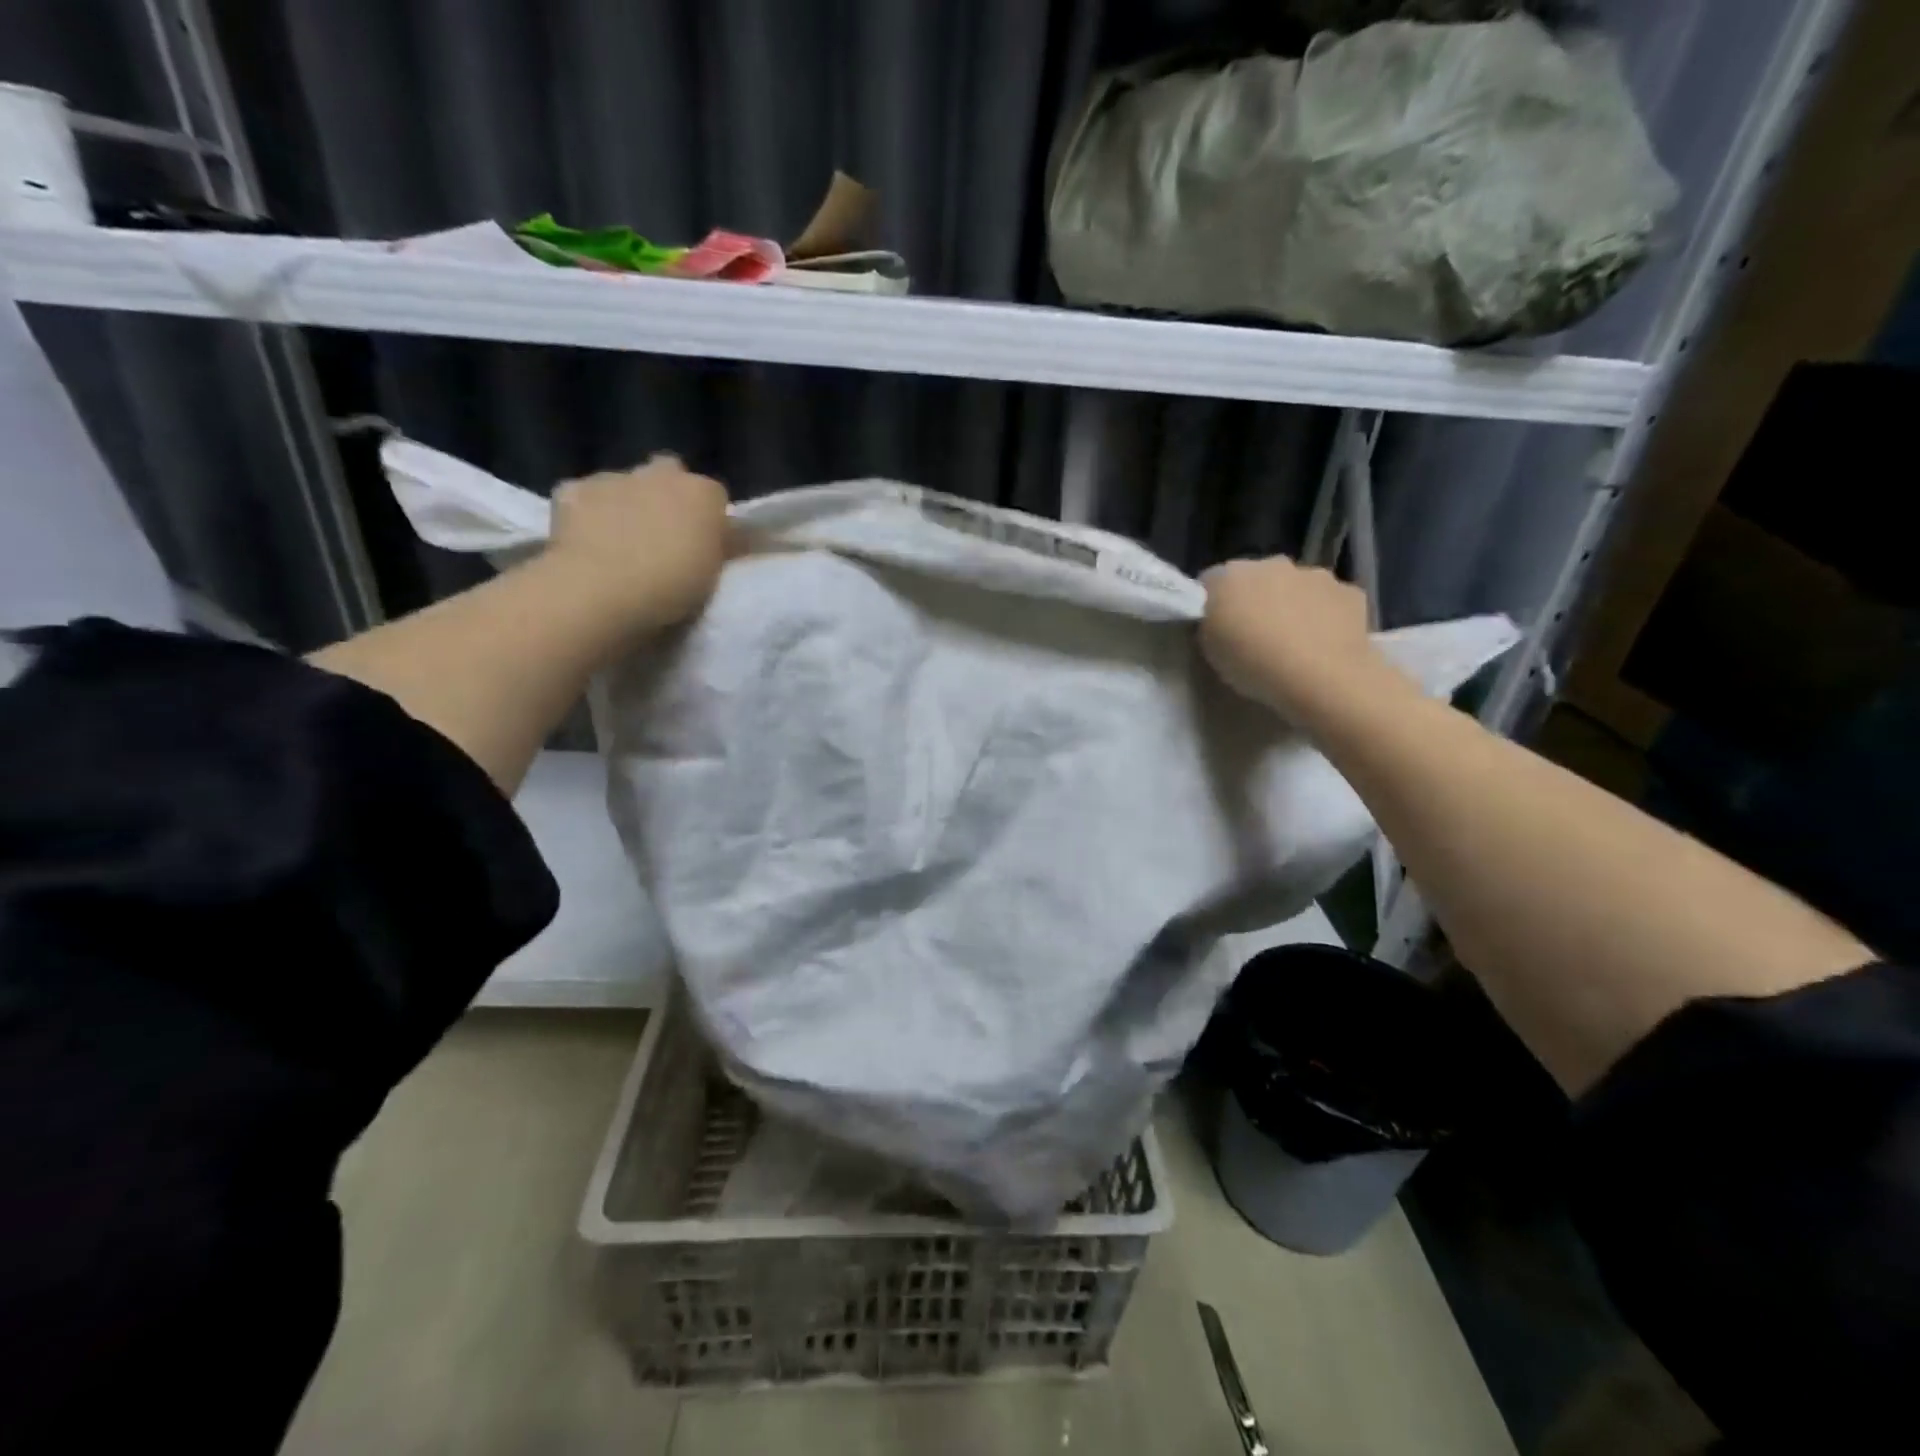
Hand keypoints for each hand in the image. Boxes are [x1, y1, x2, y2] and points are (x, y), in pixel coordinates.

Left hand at [545, 455, 729, 630]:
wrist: (602, 591)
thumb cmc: (672, 588)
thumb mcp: (714, 574)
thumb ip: (718, 547)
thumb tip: (725, 536)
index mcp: (703, 494)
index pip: (714, 496)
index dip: (708, 518)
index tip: (703, 544)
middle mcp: (660, 474)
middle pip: (668, 473)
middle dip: (666, 495)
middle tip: (662, 535)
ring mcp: (613, 477)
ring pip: (624, 483)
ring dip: (625, 503)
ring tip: (619, 544)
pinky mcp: (572, 489)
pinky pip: (583, 497)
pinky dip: (585, 512)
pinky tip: (585, 542)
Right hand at [1200, 556, 1407, 724]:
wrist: (1322, 677)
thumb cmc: (1253, 662)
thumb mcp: (1209, 648)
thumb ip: (1210, 623)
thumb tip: (1220, 616)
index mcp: (1231, 575)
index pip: (1211, 580)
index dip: (1211, 603)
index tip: (1215, 628)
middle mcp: (1273, 564)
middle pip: (1257, 578)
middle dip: (1255, 599)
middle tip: (1254, 635)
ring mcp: (1315, 575)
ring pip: (1297, 586)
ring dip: (1292, 605)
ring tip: (1292, 643)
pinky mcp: (1351, 593)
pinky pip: (1331, 601)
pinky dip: (1326, 616)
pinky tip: (1323, 644)